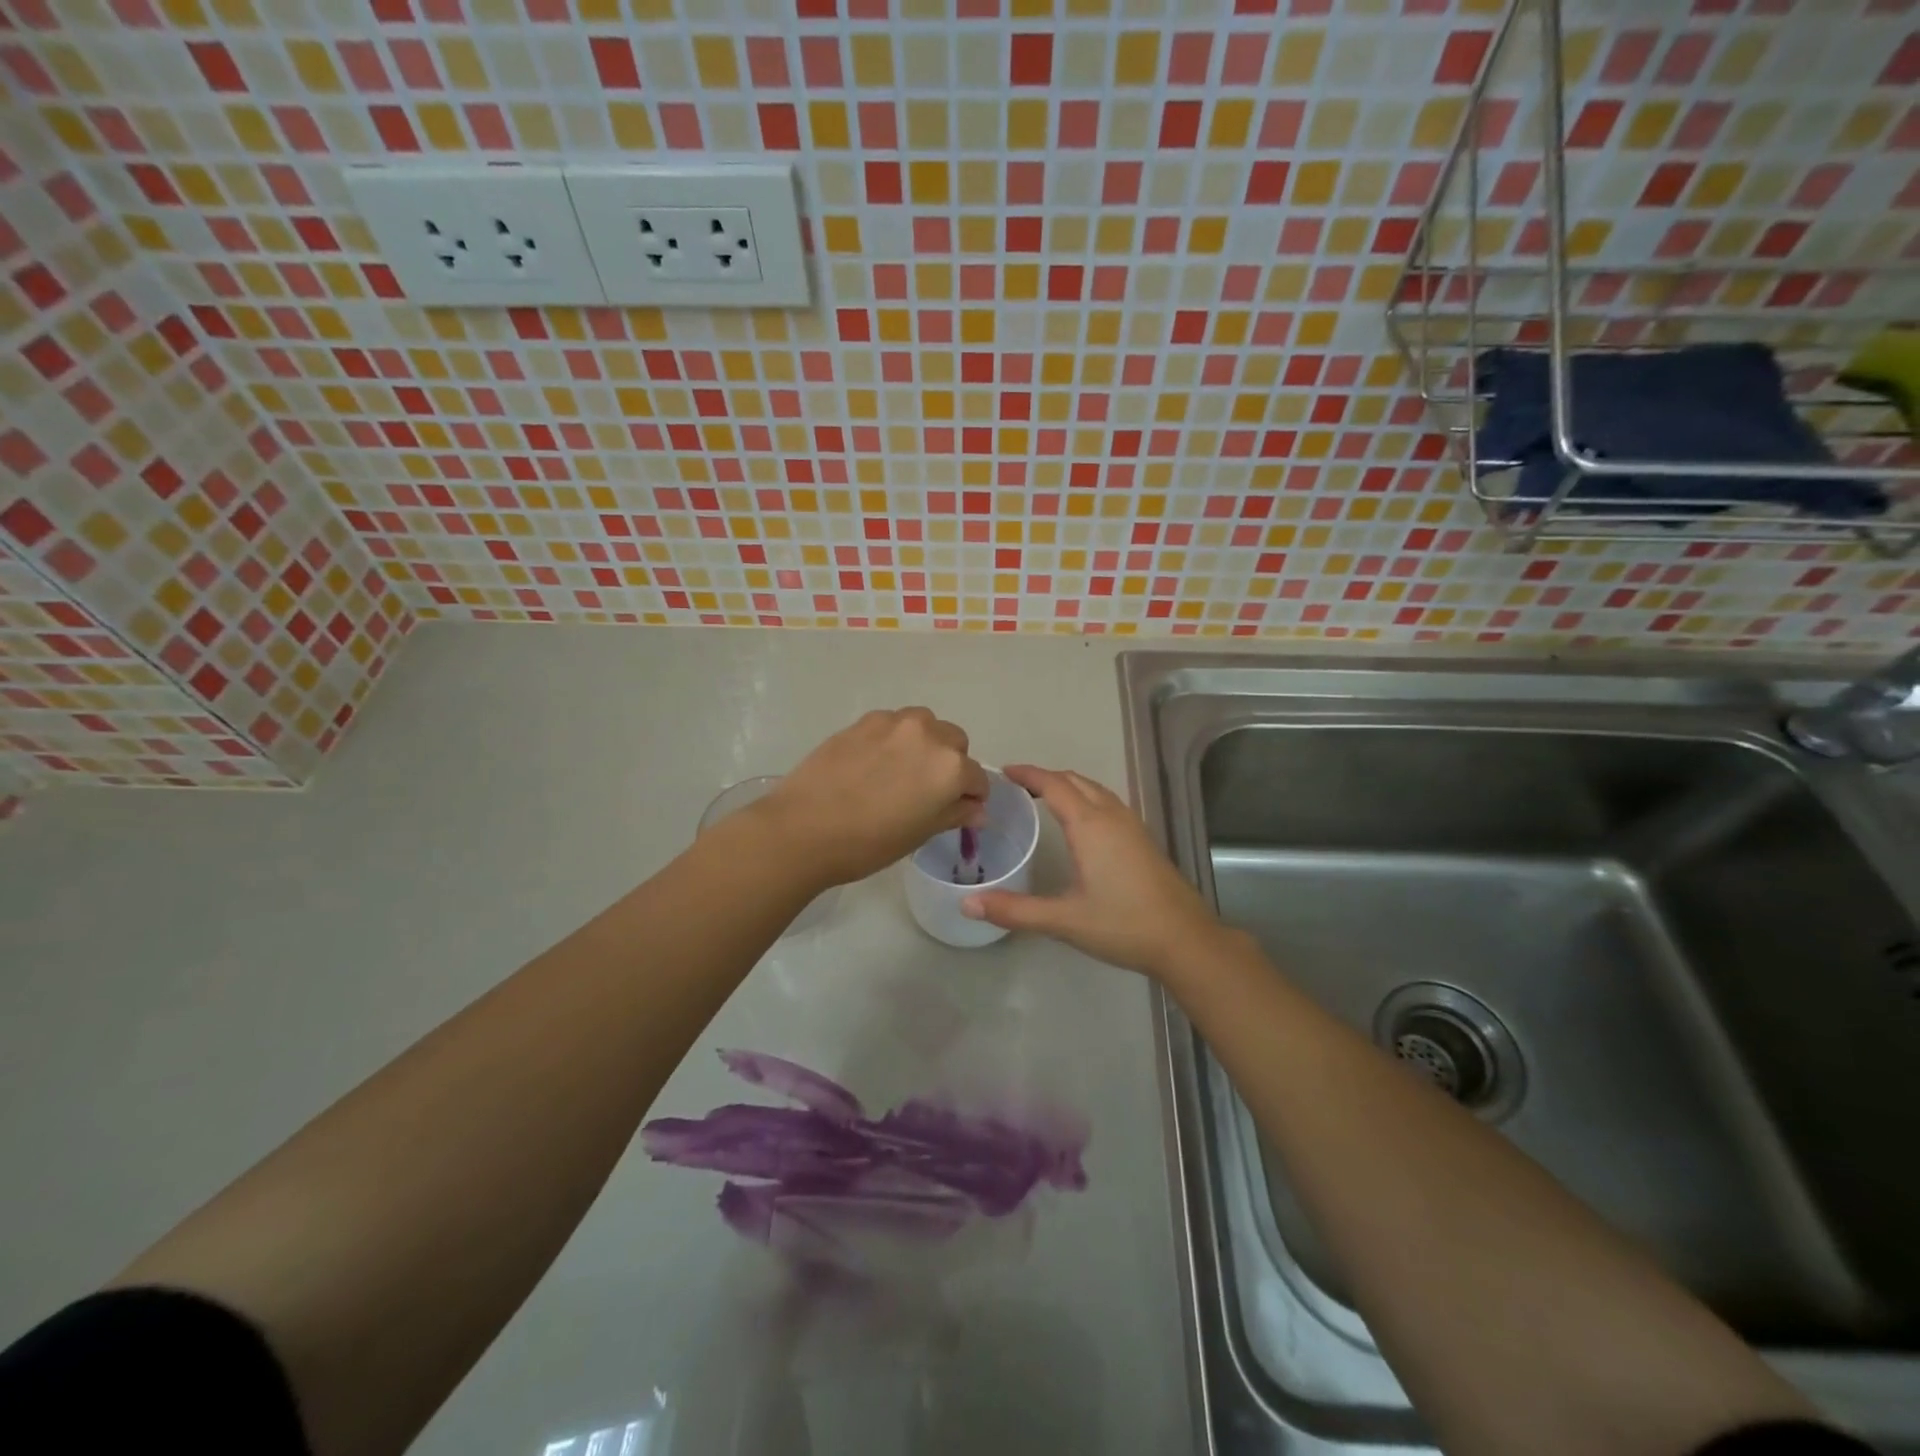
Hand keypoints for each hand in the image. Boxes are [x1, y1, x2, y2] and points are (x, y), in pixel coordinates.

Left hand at [759, 708, 989, 888]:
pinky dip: (894, 739)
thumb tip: (977, 810)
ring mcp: (893, 723)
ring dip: (924, 743)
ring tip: (902, 770)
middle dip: (951, 763)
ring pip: (924, 725)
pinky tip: (874, 763)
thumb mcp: (920, 833)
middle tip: (928, 790)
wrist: (804, 828)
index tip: (960, 809)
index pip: (977, 778)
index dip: (972, 796)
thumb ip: (954, 814)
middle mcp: (928, 735)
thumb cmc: (869, 842)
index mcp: (950, 767)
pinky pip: (892, 724)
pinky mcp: (863, 721)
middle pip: (955, 742)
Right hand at [961, 765, 1224, 978]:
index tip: (1004, 772)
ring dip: (1069, 786)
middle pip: (1075, 781)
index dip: (1028, 774)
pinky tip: (1081, 823)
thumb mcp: (1064, 920)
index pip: (1053, 785)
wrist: (1185, 940)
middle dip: (1046, 777)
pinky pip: (1108, 803)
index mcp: (1090, 826)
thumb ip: (1015, 910)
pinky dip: (1086, 798)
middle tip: (1017, 787)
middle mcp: (1112, 816)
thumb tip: (967, 905)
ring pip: (1095, 790)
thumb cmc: (1123, 925)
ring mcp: (1132, 826)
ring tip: (1043, 798)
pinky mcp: (1143, 839)